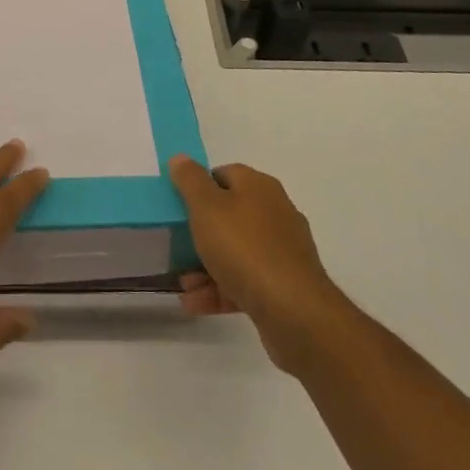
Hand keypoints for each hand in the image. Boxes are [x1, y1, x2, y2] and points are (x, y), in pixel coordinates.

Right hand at [169, 156, 343, 373]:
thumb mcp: (206, 206)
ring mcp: (282, 251)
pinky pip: (245, 281)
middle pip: (229, 215)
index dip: (198, 187)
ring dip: (205, 266)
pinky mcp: (284, 285)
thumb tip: (181, 158)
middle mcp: (274, 213)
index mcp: (259, 187)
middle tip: (176, 243)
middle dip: (200, 231)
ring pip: (235, 251)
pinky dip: (219, 289)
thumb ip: (190, 180)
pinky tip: (194, 303)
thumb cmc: (244, 248)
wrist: (294, 311)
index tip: (179, 205)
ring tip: (183, 283)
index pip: (223, 175)